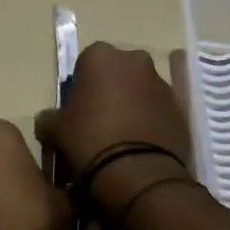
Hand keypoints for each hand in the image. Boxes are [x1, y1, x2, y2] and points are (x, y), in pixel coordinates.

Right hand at [34, 43, 191, 214]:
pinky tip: (139, 145)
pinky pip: (158, 110)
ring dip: (132, 104)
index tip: (77, 109)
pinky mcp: (180, 108)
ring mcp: (162, 83)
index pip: (86, 63)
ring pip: (140, 89)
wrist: (136, 173)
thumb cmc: (89, 140)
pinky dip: (150, 121)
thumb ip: (49, 117)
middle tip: (99, 120)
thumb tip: (48, 119)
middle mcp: (135, 61)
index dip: (81, 86)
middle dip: (110, 89)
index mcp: (101, 56)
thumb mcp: (54, 130)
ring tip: (121, 137)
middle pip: (118, 72)